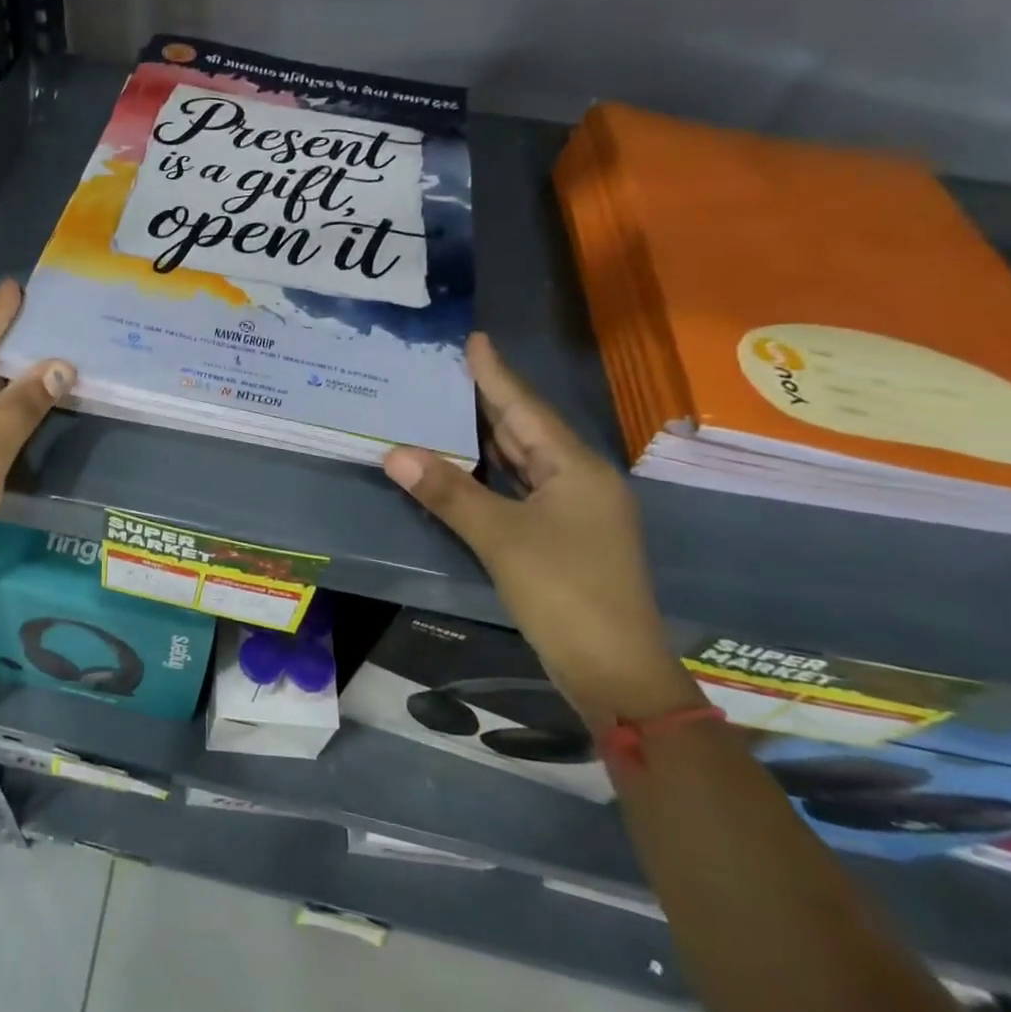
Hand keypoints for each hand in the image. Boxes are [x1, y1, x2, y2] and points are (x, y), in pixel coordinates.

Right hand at [382, 333, 701, 726]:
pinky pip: (522, 488)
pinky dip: (493, 473)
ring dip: (488, 436)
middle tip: (448, 369)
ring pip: (525, 460)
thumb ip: (448, 492)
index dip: (496, 374)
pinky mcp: (563, 538)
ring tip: (450, 405)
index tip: (473, 339)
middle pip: (527, 430)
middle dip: (489, 399)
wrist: (615, 672)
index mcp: (576, 469)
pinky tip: (468, 465)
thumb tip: (394, 453)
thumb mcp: (501, 538)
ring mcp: (574, 512)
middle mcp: (580, 481)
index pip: (526, 409)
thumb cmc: (564, 593)